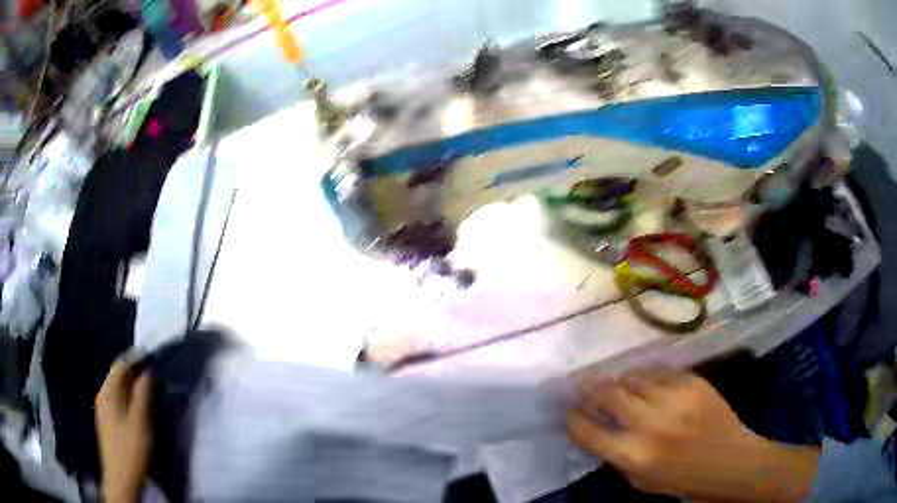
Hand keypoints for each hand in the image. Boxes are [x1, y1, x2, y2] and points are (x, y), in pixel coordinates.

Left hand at [95, 357, 152, 502]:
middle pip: (118, 376)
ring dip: (133, 386)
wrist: (121, 479)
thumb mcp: (140, 422)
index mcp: (108, 393)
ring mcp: (104, 410)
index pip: (120, 365)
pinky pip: (118, 401)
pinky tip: (138, 407)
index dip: (135, 358)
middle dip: (134, 372)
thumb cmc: (131, 450)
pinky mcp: (108, 422)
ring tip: (149, 390)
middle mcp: (103, 396)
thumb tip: (148, 371)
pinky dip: (129, 398)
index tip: (151, 355)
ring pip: (118, 389)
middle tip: (154, 375)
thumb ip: (143, 394)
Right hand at [567, 368, 819, 502]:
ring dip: (620, 380)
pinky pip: (659, 371)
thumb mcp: (641, 481)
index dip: (574, 418)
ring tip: (618, 384)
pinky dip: (647, 376)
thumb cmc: (683, 481)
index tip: (570, 412)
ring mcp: (674, 399)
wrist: (731, 461)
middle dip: (587, 387)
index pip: (588, 430)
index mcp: (634, 456)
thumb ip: (618, 455)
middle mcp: (650, 424)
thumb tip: (600, 427)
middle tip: (578, 382)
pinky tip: (647, 382)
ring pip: (632, 376)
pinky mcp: (693, 382)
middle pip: (607, 393)